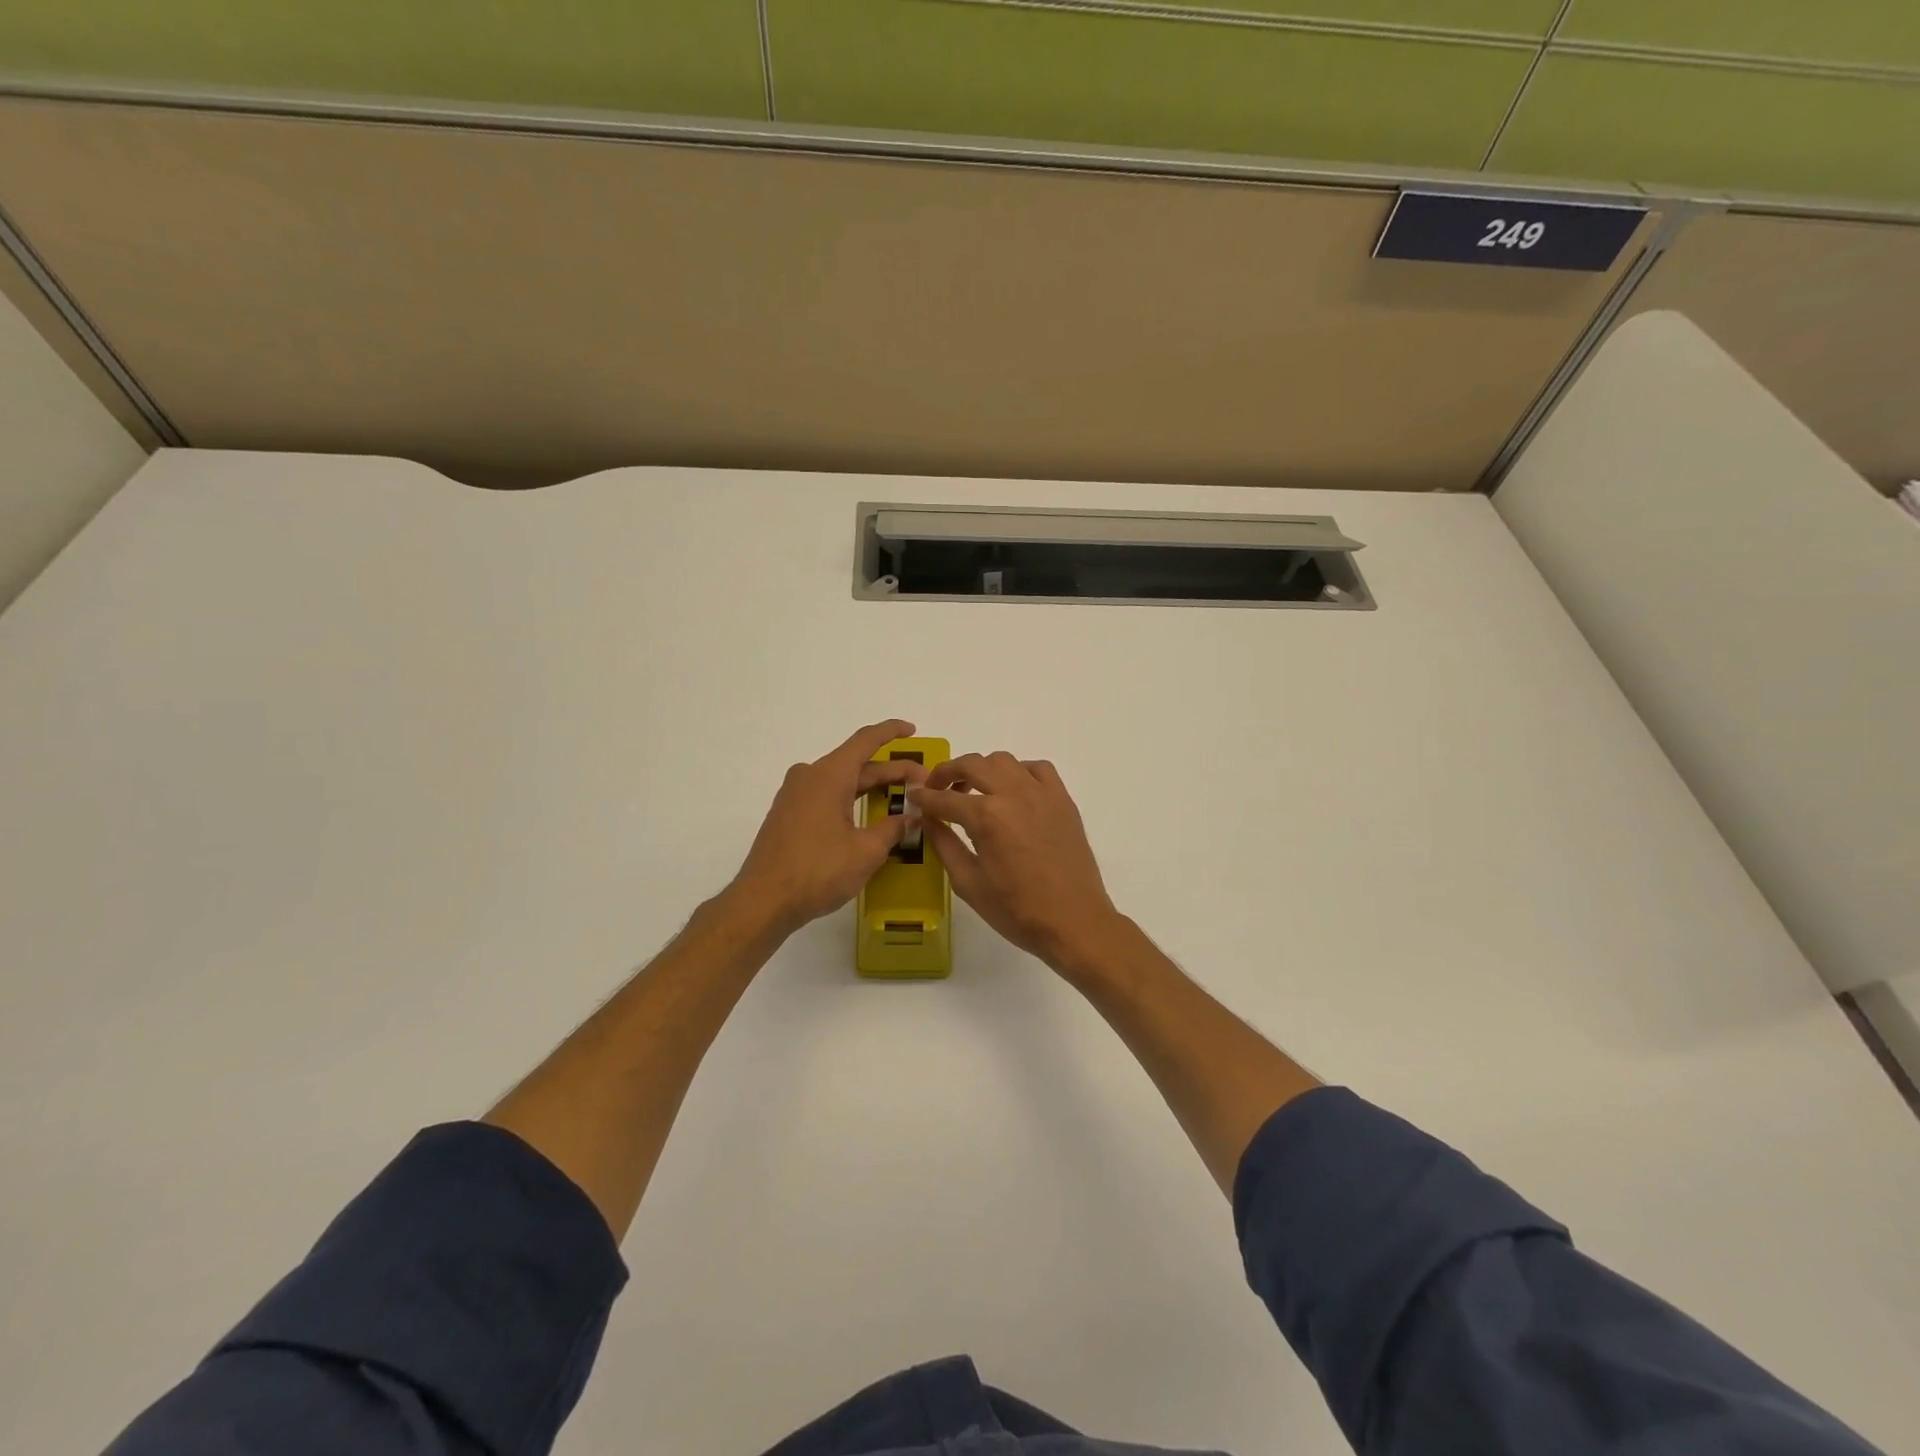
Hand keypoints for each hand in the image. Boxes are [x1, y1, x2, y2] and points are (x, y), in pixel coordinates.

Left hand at [731, 719, 927, 934]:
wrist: (763, 901)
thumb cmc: (818, 870)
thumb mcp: (866, 851)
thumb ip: (892, 829)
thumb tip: (910, 818)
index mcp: (829, 775)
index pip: (865, 740)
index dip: (891, 732)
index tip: (912, 730)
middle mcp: (809, 776)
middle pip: (856, 763)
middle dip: (891, 770)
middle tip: (922, 782)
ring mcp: (794, 796)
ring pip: (841, 781)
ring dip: (871, 786)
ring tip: (900, 797)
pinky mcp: (788, 815)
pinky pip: (826, 796)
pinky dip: (851, 800)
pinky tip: (868, 817)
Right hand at [911, 752, 1122, 968]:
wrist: (1074, 921)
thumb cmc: (1016, 910)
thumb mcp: (969, 883)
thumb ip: (944, 845)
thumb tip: (927, 820)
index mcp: (987, 817)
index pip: (944, 798)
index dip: (924, 798)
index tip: (913, 797)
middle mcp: (1013, 794)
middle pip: (972, 764)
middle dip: (947, 772)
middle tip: (936, 788)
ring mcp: (1042, 793)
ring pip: (1004, 761)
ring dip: (982, 769)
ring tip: (974, 790)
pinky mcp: (1063, 800)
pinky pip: (1038, 769)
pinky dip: (1019, 772)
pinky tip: (1012, 791)